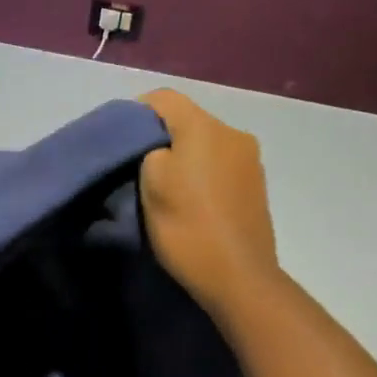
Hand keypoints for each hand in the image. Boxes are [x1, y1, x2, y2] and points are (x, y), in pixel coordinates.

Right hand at [137, 90, 280, 322]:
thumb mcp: (151, 182)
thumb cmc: (187, 226)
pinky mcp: (257, 186)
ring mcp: (251, 160)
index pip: (164, 98)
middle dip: (162, 137)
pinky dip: (203, 174)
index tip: (120, 141)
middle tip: (138, 167)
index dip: (136, 112)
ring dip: (184, 158)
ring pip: (206, 144)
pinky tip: (193, 201)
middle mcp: (234, 133)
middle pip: (188, 121)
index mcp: (205, 127)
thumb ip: (149, 149)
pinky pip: (221, 166)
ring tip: (167, 187)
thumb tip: (159, 147)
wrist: (238, 277)